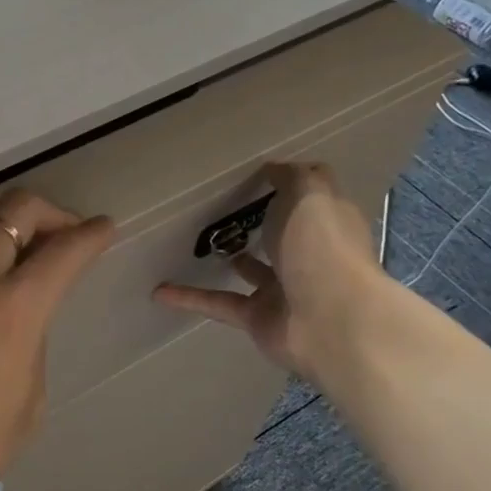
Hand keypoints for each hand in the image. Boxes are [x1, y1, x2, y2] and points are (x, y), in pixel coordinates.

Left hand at [0, 189, 113, 490]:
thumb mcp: (31, 395)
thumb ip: (33, 334)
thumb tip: (25, 305)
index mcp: (14, 309)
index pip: (64, 249)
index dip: (92, 234)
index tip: (103, 229)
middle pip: (17, 208)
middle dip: (51, 214)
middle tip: (59, 235)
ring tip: (7, 236)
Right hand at [152, 162, 381, 374]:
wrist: (331, 323)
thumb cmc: (323, 249)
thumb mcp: (310, 195)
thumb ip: (293, 177)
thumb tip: (275, 168)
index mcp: (327, 223)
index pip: (311, 198)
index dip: (290, 184)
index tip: (257, 173)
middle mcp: (309, 256)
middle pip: (283, 235)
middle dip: (262, 223)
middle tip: (225, 205)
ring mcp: (284, 291)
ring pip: (252, 271)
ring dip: (232, 260)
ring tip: (198, 242)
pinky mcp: (258, 319)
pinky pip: (218, 304)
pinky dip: (189, 297)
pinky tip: (159, 290)